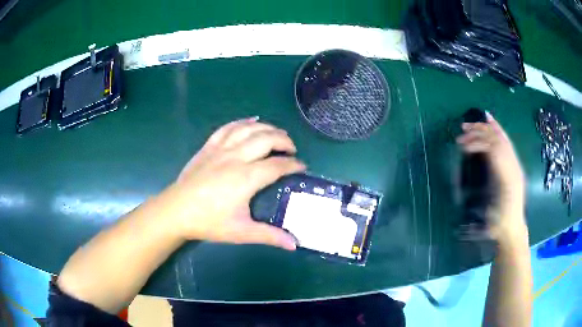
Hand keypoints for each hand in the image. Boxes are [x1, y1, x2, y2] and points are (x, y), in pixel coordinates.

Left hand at [163, 118, 305, 249]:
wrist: (177, 211)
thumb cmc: (209, 222)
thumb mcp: (241, 231)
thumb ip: (269, 236)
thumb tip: (294, 244)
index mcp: (246, 178)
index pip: (278, 165)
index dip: (294, 164)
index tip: (302, 167)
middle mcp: (236, 157)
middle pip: (266, 139)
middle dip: (284, 140)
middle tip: (292, 149)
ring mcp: (221, 149)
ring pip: (249, 129)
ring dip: (267, 128)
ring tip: (277, 134)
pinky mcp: (209, 147)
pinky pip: (228, 128)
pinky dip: (242, 122)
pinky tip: (251, 121)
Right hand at [456, 112, 527, 241]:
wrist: (512, 229)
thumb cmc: (499, 223)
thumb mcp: (491, 209)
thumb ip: (487, 187)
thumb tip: (480, 162)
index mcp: (508, 175)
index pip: (494, 148)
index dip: (478, 142)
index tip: (462, 145)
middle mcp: (513, 164)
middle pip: (498, 139)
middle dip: (479, 131)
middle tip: (462, 130)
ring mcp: (514, 164)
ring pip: (502, 138)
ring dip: (485, 129)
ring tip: (470, 126)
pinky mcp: (513, 165)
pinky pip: (506, 143)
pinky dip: (497, 130)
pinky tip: (491, 122)